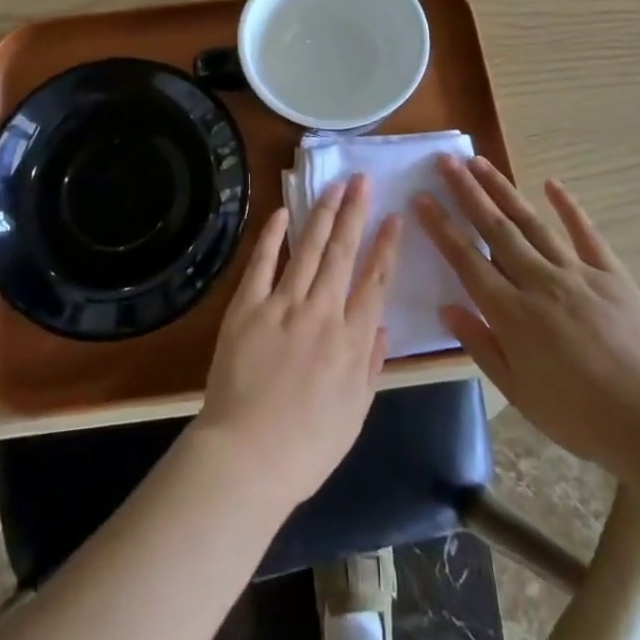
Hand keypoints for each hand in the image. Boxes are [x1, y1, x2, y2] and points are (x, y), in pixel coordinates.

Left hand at [193, 175, 401, 510]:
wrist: (245, 459)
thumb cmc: (306, 448)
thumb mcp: (355, 415)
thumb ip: (371, 366)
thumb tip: (382, 325)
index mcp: (352, 341)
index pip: (375, 280)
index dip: (386, 245)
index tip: (394, 216)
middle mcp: (322, 313)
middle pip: (342, 253)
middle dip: (355, 213)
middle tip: (362, 180)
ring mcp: (282, 306)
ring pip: (308, 249)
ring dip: (323, 214)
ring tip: (334, 186)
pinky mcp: (247, 307)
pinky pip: (262, 263)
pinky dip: (273, 235)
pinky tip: (283, 212)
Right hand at [416, 156, 639, 477]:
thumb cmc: (578, 417)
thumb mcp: (519, 393)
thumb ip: (480, 345)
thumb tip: (446, 306)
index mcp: (513, 315)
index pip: (467, 261)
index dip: (442, 228)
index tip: (422, 198)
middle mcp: (540, 283)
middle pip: (496, 229)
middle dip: (467, 193)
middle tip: (445, 161)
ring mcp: (577, 274)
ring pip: (532, 223)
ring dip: (503, 190)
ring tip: (480, 162)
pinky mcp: (611, 274)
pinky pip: (586, 233)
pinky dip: (568, 206)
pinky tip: (551, 183)